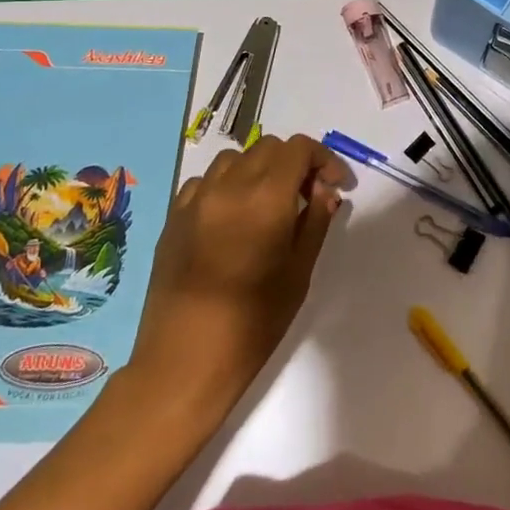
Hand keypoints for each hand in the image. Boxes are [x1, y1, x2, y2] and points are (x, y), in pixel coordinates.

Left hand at [121, 134, 345, 414]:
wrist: (183, 361)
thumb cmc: (253, 322)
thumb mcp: (299, 272)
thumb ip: (316, 221)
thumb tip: (325, 190)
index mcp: (265, 197)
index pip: (299, 149)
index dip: (324, 159)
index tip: (335, 185)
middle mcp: (228, 186)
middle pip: (269, 147)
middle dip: (294, 163)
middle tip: (307, 196)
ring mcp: (195, 199)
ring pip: (235, 159)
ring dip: (259, 170)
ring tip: (269, 204)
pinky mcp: (173, 217)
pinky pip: (205, 181)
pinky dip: (226, 185)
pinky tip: (232, 217)